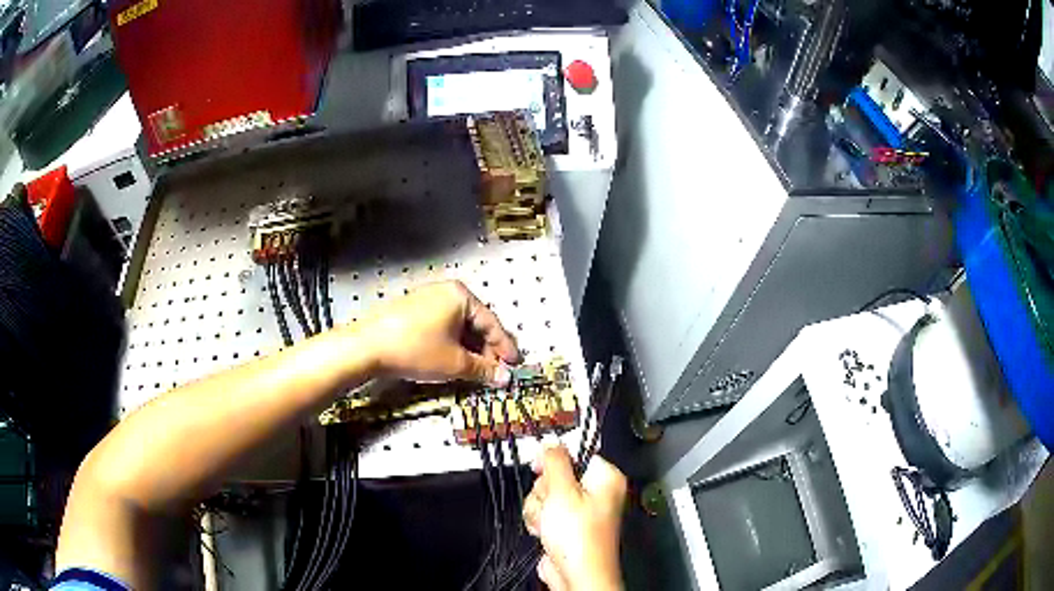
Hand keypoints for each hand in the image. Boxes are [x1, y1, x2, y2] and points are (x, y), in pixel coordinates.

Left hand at [356, 281, 519, 384]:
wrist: (367, 347)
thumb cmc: (417, 350)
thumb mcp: (454, 363)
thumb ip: (483, 369)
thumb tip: (505, 377)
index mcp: (460, 296)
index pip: (491, 323)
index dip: (504, 347)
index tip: (514, 365)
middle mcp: (445, 292)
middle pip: (474, 323)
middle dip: (486, 350)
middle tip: (495, 372)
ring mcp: (426, 299)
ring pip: (457, 327)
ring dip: (469, 349)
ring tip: (476, 371)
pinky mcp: (412, 311)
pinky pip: (441, 327)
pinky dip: (451, 344)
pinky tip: (452, 361)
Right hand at [523, 445, 626, 590]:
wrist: (575, 574)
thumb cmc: (580, 538)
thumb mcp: (562, 491)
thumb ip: (554, 462)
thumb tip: (551, 442)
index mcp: (605, 478)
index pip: (576, 452)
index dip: (554, 459)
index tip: (541, 467)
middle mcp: (595, 493)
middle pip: (556, 476)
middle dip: (544, 491)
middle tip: (550, 504)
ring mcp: (580, 511)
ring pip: (545, 496)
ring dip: (539, 509)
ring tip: (548, 523)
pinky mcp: (566, 526)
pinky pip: (545, 513)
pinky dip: (540, 522)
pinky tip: (545, 533)